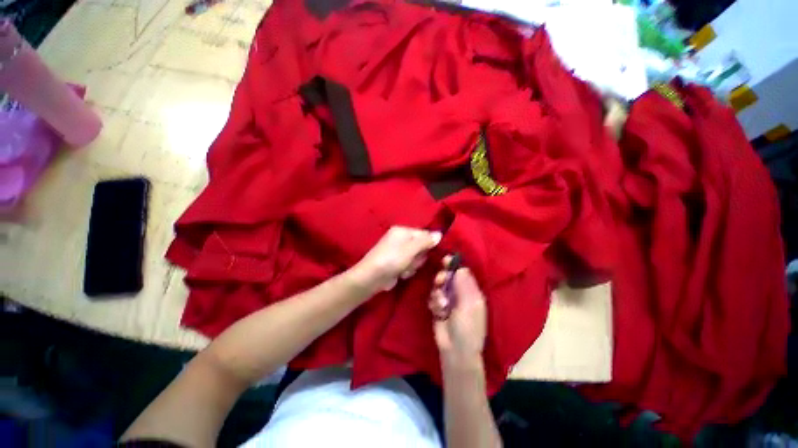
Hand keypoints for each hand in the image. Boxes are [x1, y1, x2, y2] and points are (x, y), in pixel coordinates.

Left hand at [351, 226, 441, 293]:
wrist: (372, 277)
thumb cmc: (392, 259)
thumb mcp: (410, 249)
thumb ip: (425, 241)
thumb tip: (440, 233)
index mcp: (402, 231)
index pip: (424, 234)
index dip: (429, 244)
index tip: (429, 252)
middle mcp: (400, 239)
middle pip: (421, 247)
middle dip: (419, 257)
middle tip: (411, 261)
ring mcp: (398, 252)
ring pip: (417, 258)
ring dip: (413, 265)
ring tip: (404, 269)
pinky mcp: (397, 263)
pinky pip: (410, 265)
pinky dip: (407, 271)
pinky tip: (401, 274)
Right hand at [429, 256, 487, 367]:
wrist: (455, 351)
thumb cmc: (467, 328)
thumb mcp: (469, 306)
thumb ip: (464, 285)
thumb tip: (461, 267)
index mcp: (472, 292)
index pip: (463, 273)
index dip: (454, 266)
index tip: (445, 260)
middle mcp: (460, 293)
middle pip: (448, 277)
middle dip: (443, 278)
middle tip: (440, 282)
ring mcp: (448, 300)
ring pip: (439, 286)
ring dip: (438, 294)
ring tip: (442, 306)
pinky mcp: (438, 307)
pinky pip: (433, 297)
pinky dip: (434, 303)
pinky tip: (439, 312)